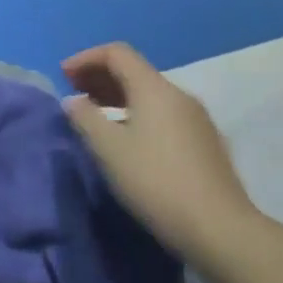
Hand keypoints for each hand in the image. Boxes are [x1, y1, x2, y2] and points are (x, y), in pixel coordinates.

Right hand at [61, 43, 256, 252]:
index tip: (63, 76)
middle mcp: (179, 96)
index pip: (117, 53)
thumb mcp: (108, 149)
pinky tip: (127, 138)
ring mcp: (197, 119)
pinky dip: (136, 113)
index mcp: (155, 89)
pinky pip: (163, 114)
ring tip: (94, 115)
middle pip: (135, 71)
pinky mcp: (205, 142)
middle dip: (100, 76)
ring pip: (150, 94)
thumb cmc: (155, 181)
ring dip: (117, 96)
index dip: (86, 58)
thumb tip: (74, 101)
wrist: (219, 228)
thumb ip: (85, 118)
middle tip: (74, 93)